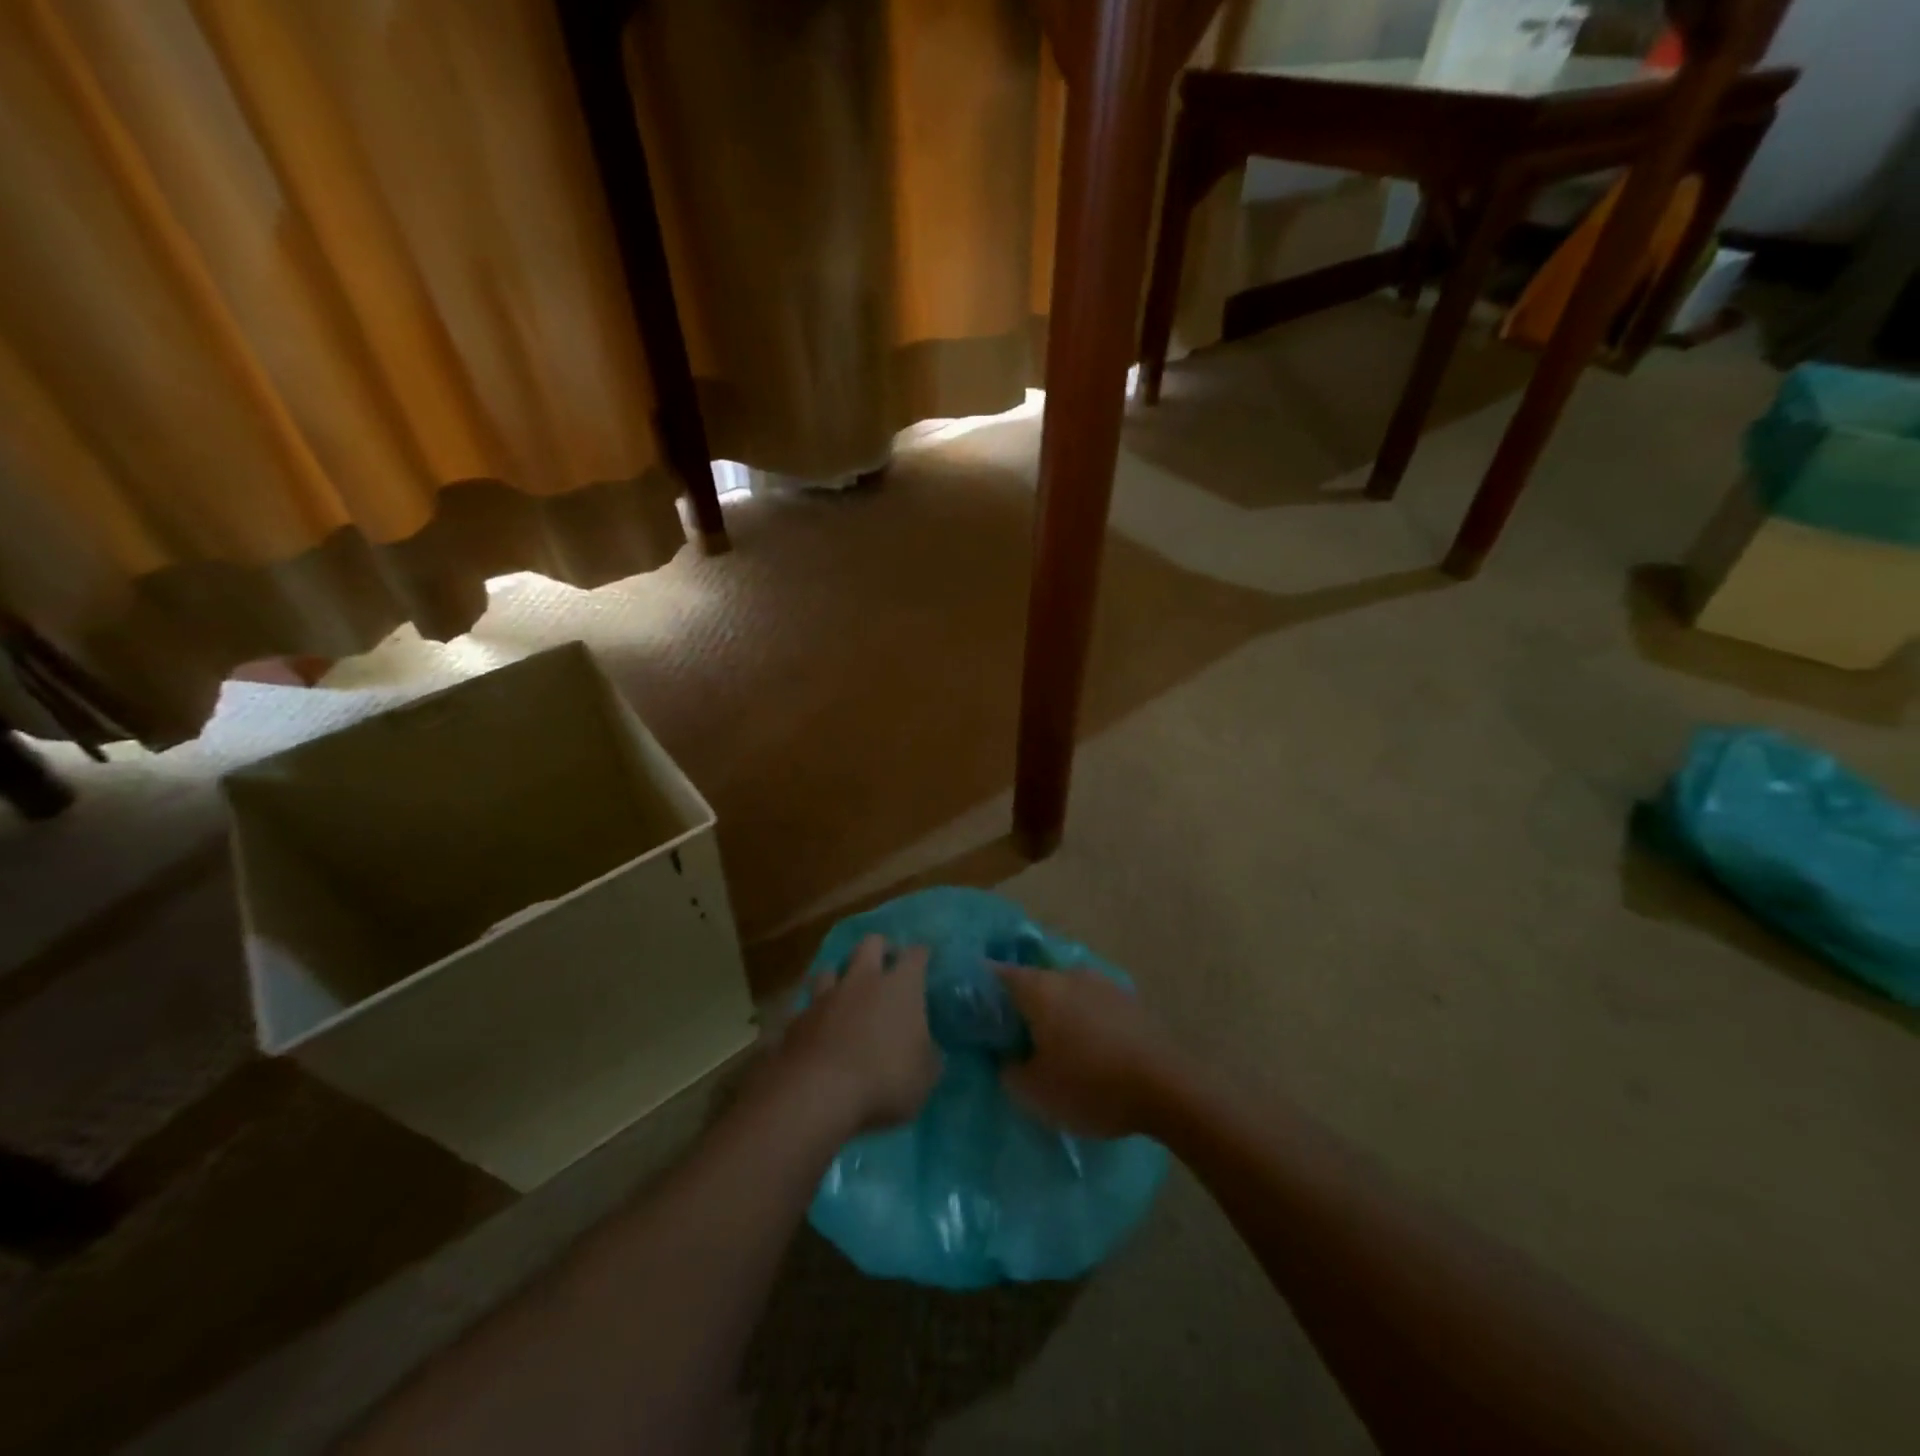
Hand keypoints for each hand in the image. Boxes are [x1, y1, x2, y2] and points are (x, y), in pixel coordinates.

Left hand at [779, 935, 940, 1133]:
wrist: (817, 1093)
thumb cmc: (884, 1079)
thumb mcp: (924, 1076)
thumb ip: (927, 1056)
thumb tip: (926, 1049)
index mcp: (900, 986)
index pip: (915, 955)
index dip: (922, 955)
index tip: (925, 958)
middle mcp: (863, 980)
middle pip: (870, 944)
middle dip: (880, 948)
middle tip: (886, 965)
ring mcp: (826, 997)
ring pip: (831, 969)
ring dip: (840, 978)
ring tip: (846, 994)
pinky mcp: (797, 1019)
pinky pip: (808, 1007)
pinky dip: (815, 1013)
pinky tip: (818, 1028)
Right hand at [995, 965, 1178, 1138]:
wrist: (1167, 1088)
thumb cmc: (1090, 1086)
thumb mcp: (1034, 1092)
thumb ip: (1008, 1069)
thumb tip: (1006, 1055)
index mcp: (1039, 988)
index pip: (996, 974)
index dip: (980, 988)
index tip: (970, 1007)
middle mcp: (1068, 974)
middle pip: (1033, 982)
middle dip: (1020, 1004)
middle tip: (1011, 1034)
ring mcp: (1102, 983)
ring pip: (1064, 992)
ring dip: (1054, 1012)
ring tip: (1051, 1045)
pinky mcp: (1129, 999)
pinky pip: (1091, 1004)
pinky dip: (1081, 1020)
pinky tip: (1086, 1048)